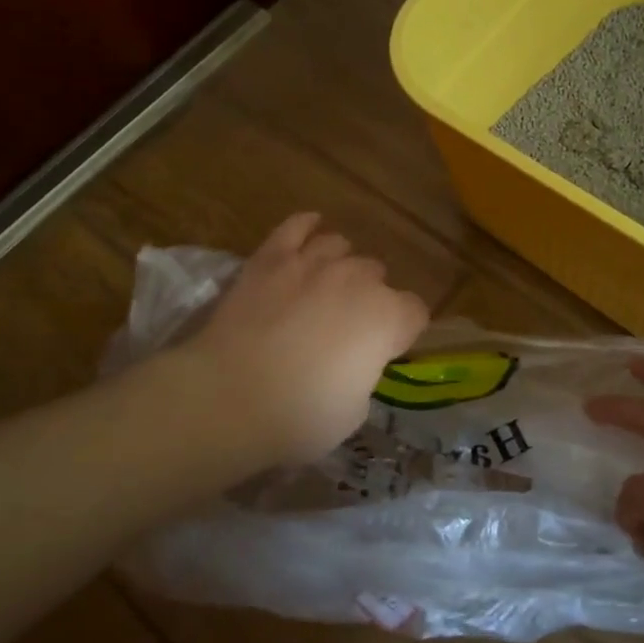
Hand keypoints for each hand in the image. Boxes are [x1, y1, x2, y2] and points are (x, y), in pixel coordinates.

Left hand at [178, 212, 428, 466]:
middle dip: (370, 297)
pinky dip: (306, 226)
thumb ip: (363, 373)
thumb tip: (352, 362)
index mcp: (387, 318)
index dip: (403, 332)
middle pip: (377, 276)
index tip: (386, 351)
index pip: (415, 312)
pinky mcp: (271, 259)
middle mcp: (358, 280)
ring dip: (341, 265)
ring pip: (340, 246)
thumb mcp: (354, 410)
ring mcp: (313, 262)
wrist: (228, 398)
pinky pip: (295, 227)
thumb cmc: (300, 416)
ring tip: (328, 284)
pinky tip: (310, 227)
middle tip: (348, 327)